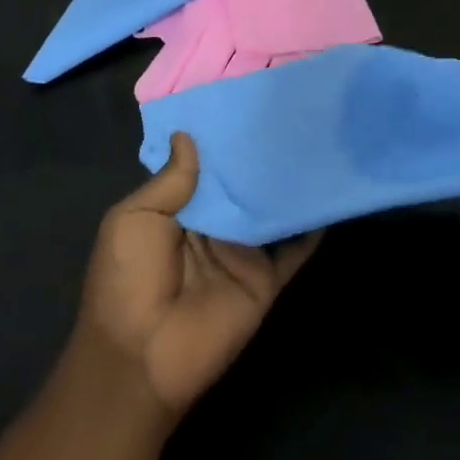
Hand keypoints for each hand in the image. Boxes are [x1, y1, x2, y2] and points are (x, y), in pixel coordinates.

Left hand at [75, 132, 320, 416]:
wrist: (142, 359)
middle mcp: (215, 224)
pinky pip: (295, 247)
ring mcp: (243, 251)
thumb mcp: (133, 219)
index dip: (223, 137)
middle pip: (244, 183)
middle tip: (292, 109)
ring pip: (272, 208)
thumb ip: (169, 180)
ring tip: (319, 139)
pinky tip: (331, 191)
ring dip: (290, 183)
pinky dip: (313, 224)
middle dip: (261, 153)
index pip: (208, 166)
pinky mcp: (267, 277)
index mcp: (179, 209)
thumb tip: (187, 134)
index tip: (248, 100)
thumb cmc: (128, 281)